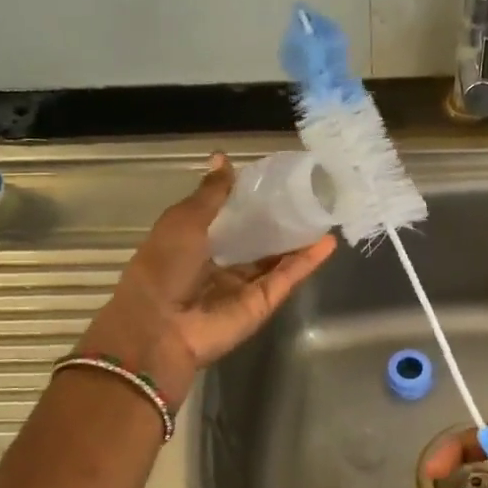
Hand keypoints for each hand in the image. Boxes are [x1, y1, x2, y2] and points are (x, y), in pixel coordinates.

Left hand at [81, 155, 335, 398]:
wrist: (159, 329)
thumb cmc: (162, 268)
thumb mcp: (183, 221)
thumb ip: (211, 194)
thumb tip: (223, 158)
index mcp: (195, 243)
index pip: (229, 218)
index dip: (249, 200)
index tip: (273, 179)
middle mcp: (221, 264)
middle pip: (257, 240)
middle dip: (279, 220)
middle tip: (307, 194)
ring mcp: (244, 286)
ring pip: (277, 259)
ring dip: (299, 239)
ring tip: (324, 213)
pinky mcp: (263, 303)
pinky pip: (287, 277)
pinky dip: (307, 261)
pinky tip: (327, 241)